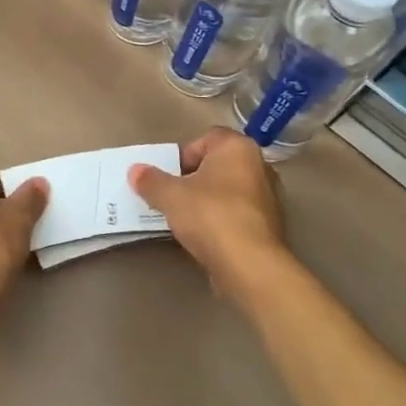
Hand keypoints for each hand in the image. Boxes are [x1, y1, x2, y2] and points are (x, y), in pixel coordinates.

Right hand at [131, 128, 287, 292]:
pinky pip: (237, 214)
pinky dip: (221, 220)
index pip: (205, 139)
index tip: (169, 176)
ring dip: (207, 201)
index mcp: (238, 148)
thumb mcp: (170, 195)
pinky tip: (204, 236)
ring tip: (185, 219)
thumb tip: (135, 171)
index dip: (183, 155)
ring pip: (227, 191)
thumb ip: (150, 180)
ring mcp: (269, 198)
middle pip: (216, 165)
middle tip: (173, 195)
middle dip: (193, 178)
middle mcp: (259, 166)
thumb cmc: (210, 215)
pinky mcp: (270, 226)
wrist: (250, 266)